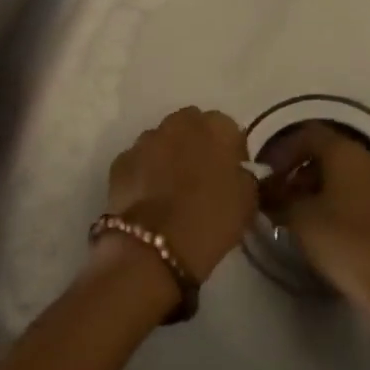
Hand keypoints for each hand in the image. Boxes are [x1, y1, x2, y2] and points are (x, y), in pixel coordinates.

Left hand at [104, 107, 258, 283]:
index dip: (231, 152)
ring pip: (162, 141)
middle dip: (197, 145)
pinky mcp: (121, 160)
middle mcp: (179, 123)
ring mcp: (146, 139)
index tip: (231, 176)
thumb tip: (236, 172)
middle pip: (192, 127)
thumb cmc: (211, 220)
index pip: (228, 129)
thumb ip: (244, 176)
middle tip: (201, 178)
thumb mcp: (248, 201)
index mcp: (216, 127)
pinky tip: (149, 199)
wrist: (155, 245)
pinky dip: (144, 173)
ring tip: (172, 191)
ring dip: (169, 156)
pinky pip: (139, 161)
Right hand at [262, 122, 369, 342]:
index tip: (265, 176)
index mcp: (348, 153)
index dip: (282, 151)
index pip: (308, 135)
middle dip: (298, 173)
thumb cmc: (349, 245)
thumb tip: (264, 189)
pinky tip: (324, 231)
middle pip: (327, 154)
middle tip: (277, 200)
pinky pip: (360, 194)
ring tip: (296, 218)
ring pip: (344, 175)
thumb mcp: (302, 220)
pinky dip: (337, 203)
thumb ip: (278, 198)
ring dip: (316, 190)